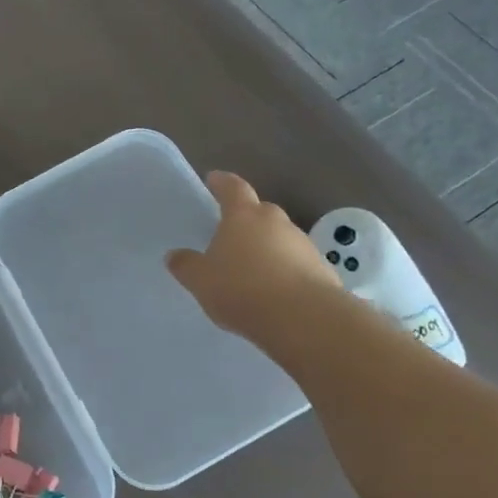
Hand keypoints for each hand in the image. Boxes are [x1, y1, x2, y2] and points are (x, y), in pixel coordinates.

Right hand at [166, 171, 339, 346]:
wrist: (304, 319)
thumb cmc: (243, 289)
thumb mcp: (201, 280)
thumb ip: (186, 266)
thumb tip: (174, 255)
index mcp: (244, 215)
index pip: (232, 187)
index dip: (222, 182)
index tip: (214, 179)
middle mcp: (276, 222)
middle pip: (260, 211)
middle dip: (246, 218)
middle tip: (231, 234)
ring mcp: (303, 244)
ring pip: (280, 238)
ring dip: (267, 247)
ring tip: (252, 270)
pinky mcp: (322, 270)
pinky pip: (297, 263)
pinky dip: (285, 270)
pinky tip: (274, 292)